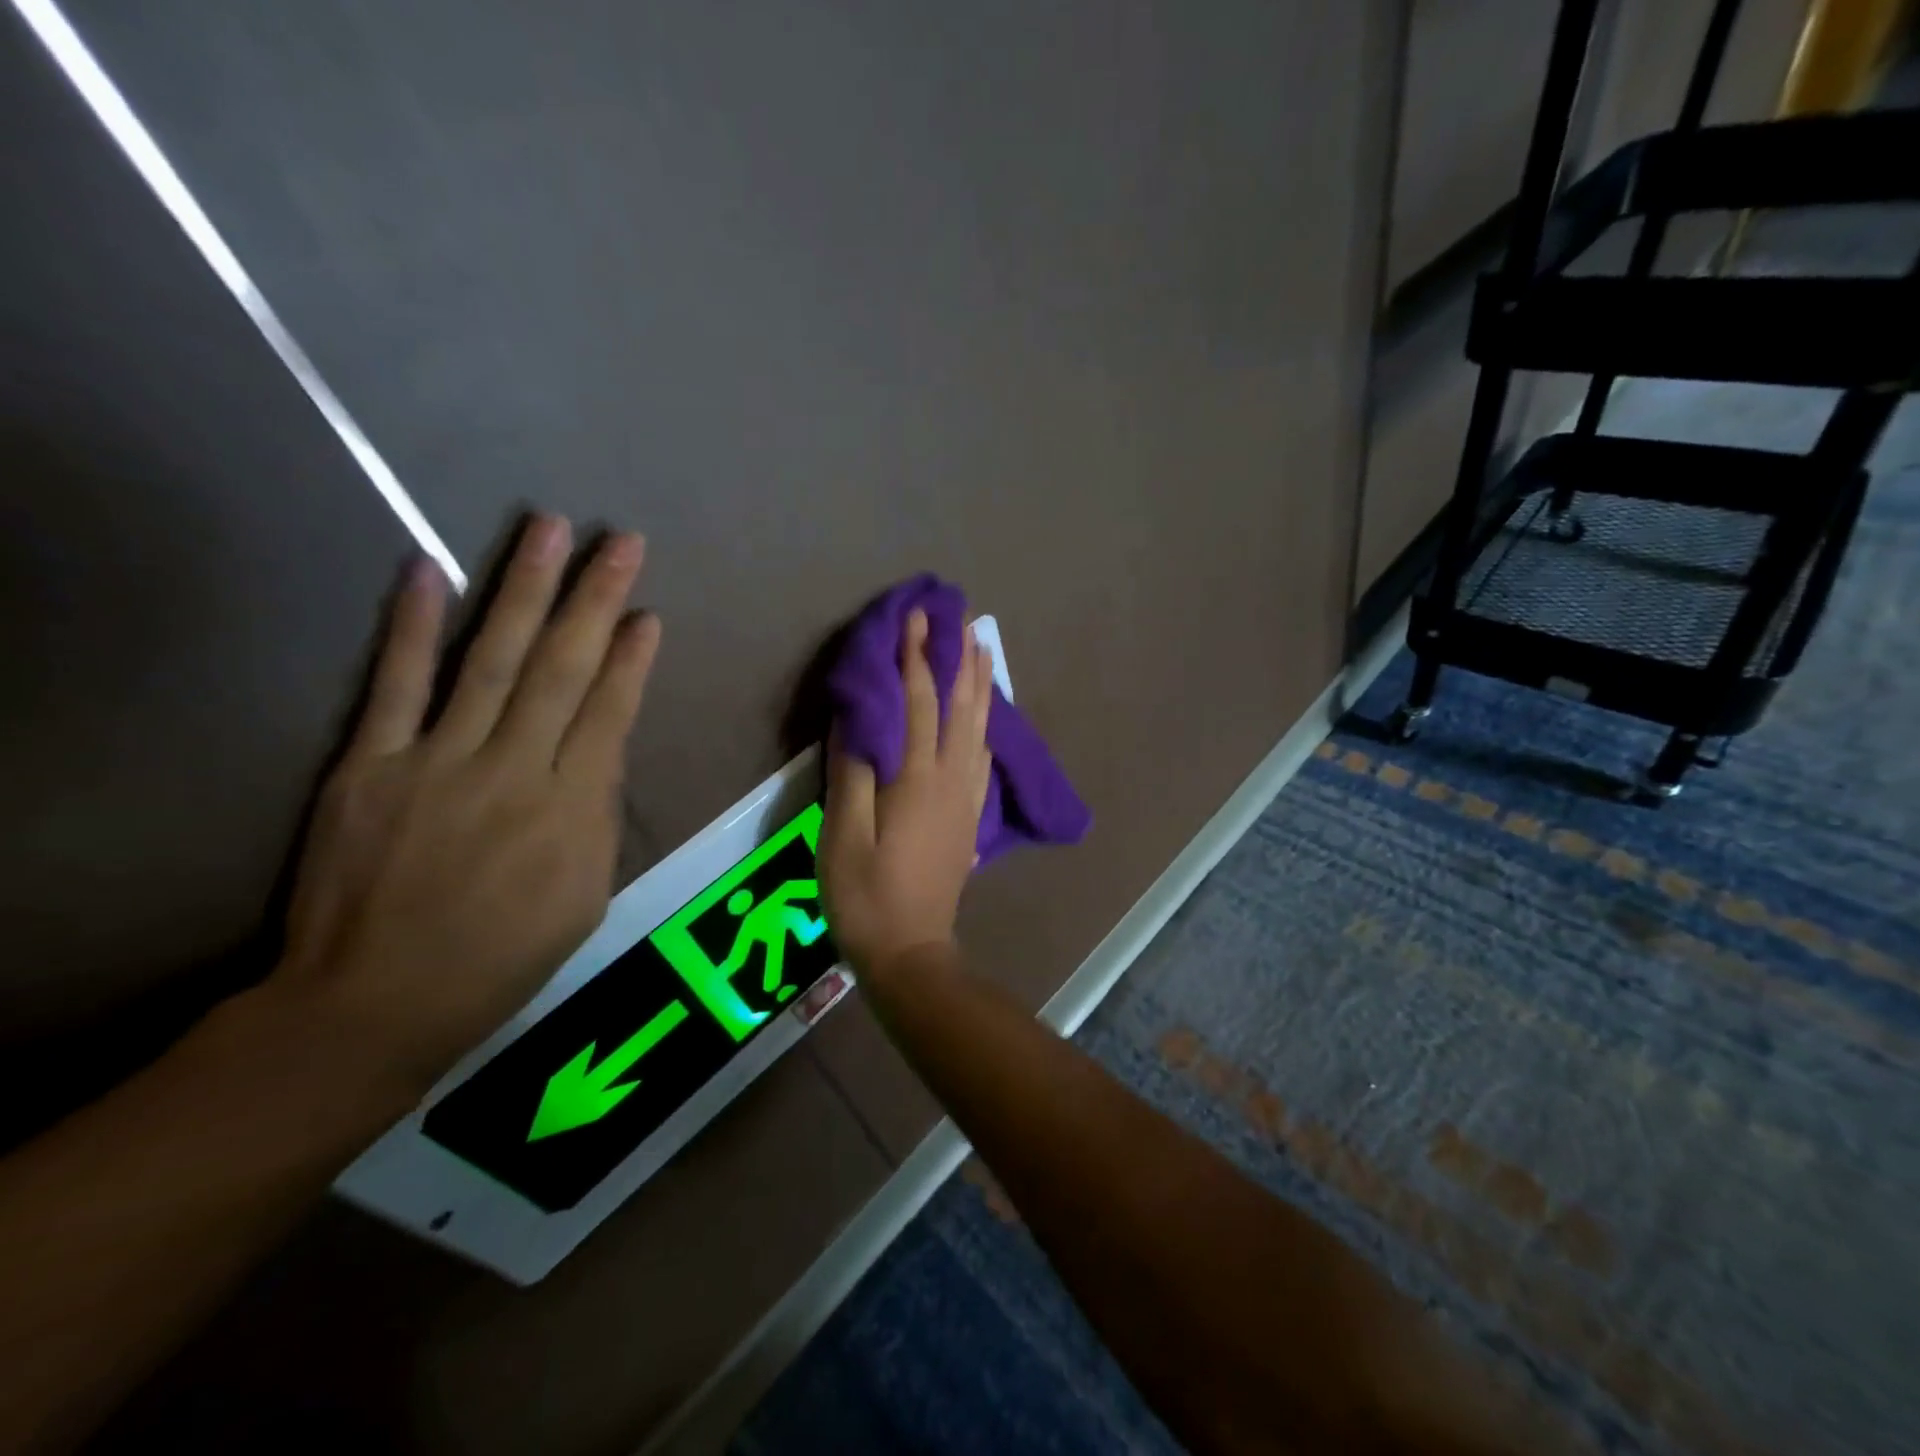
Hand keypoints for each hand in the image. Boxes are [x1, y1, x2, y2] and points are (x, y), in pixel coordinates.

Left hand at [268, 516, 661, 1084]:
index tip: (648, 612)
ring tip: (544, 529)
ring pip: (489, 659)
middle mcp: (512, 771)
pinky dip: (413, 628)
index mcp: (572, 810)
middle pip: (561, 669)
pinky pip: (395, 686)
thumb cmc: (505, 955)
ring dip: (521, 589)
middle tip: (618, 541)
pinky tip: (429, 570)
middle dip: (594, 599)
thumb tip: (602, 749)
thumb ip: (598, 814)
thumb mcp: (587, 895)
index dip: (632, 658)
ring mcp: (436, 762)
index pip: (611, 713)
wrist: (377, 1001)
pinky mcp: (369, 766)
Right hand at [820, 609, 992, 981]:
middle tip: (963, 617)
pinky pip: (982, 757)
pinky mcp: (970, 817)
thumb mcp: (842, 836)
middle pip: (959, 706)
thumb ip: (851, 772)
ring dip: (980, 685)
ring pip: (978, 728)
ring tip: (983, 649)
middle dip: (958, 658)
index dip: (915, 657)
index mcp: (917, 778)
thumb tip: (857, 716)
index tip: (916, 617)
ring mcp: (966, 799)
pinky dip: (985, 725)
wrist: (911, 951)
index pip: (918, 702)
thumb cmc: (865, 895)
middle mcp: (951, 779)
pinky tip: (985, 717)